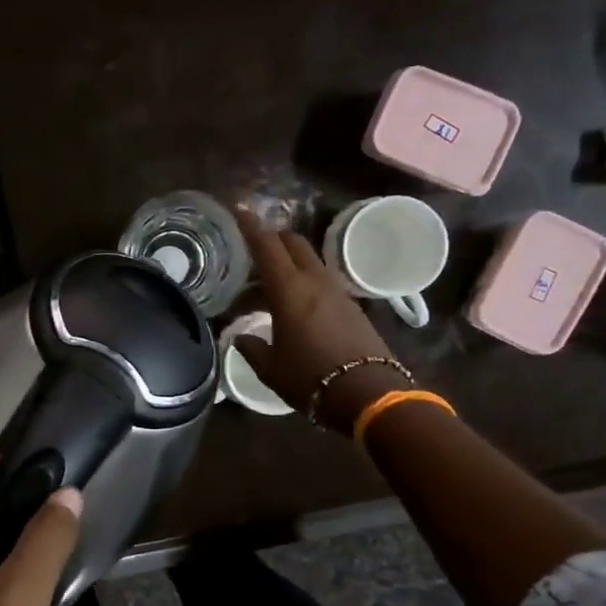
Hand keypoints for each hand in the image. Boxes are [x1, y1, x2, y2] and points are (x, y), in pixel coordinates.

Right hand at [233, 208, 408, 433]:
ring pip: (309, 261)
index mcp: (289, 290)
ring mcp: (337, 292)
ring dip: (289, 261)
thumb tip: (240, 339)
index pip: (266, 246)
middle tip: (252, 249)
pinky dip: (304, 280)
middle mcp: (314, 281)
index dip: (250, 226)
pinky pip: (322, 280)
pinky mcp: (351, 306)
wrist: (368, 394)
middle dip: (272, 238)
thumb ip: (251, 348)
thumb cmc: (310, 378)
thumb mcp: (270, 368)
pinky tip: (294, 303)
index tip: (238, 211)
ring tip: (269, 280)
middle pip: (293, 243)